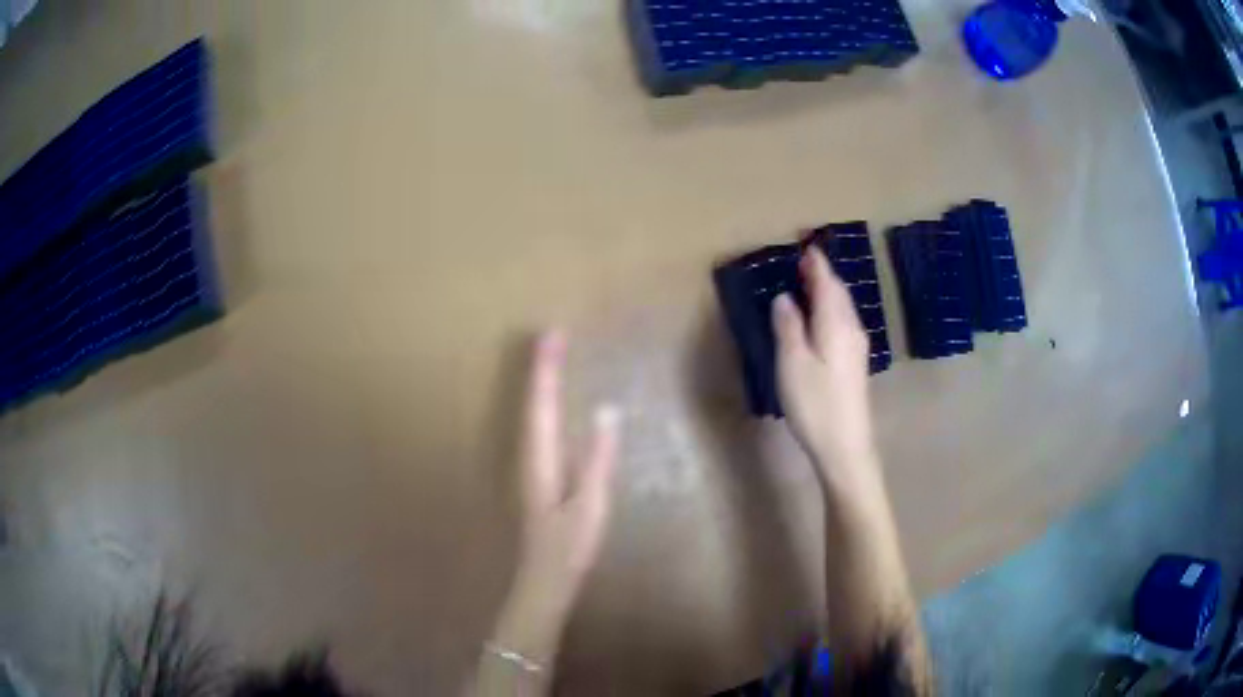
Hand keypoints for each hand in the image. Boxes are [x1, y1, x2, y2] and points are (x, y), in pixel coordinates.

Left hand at [492, 331, 620, 663]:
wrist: (545, 580)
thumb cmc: (569, 547)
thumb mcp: (590, 505)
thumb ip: (597, 459)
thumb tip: (607, 411)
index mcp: (541, 459)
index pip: (543, 406)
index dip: (547, 371)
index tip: (553, 337)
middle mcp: (531, 456)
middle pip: (534, 404)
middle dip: (542, 369)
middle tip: (551, 337)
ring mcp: (532, 467)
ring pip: (534, 416)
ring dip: (542, 385)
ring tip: (551, 359)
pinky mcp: (539, 477)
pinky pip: (541, 429)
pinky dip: (546, 407)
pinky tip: (554, 406)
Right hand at [771, 247, 878, 489]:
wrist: (845, 446)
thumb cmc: (815, 404)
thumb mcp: (792, 363)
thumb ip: (788, 326)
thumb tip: (784, 298)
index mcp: (835, 324)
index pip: (827, 284)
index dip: (816, 265)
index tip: (806, 246)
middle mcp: (851, 329)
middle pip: (839, 293)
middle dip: (824, 275)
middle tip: (806, 260)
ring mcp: (857, 347)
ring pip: (843, 308)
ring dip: (829, 291)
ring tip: (811, 282)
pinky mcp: (855, 363)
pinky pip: (843, 322)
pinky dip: (832, 309)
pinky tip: (822, 317)